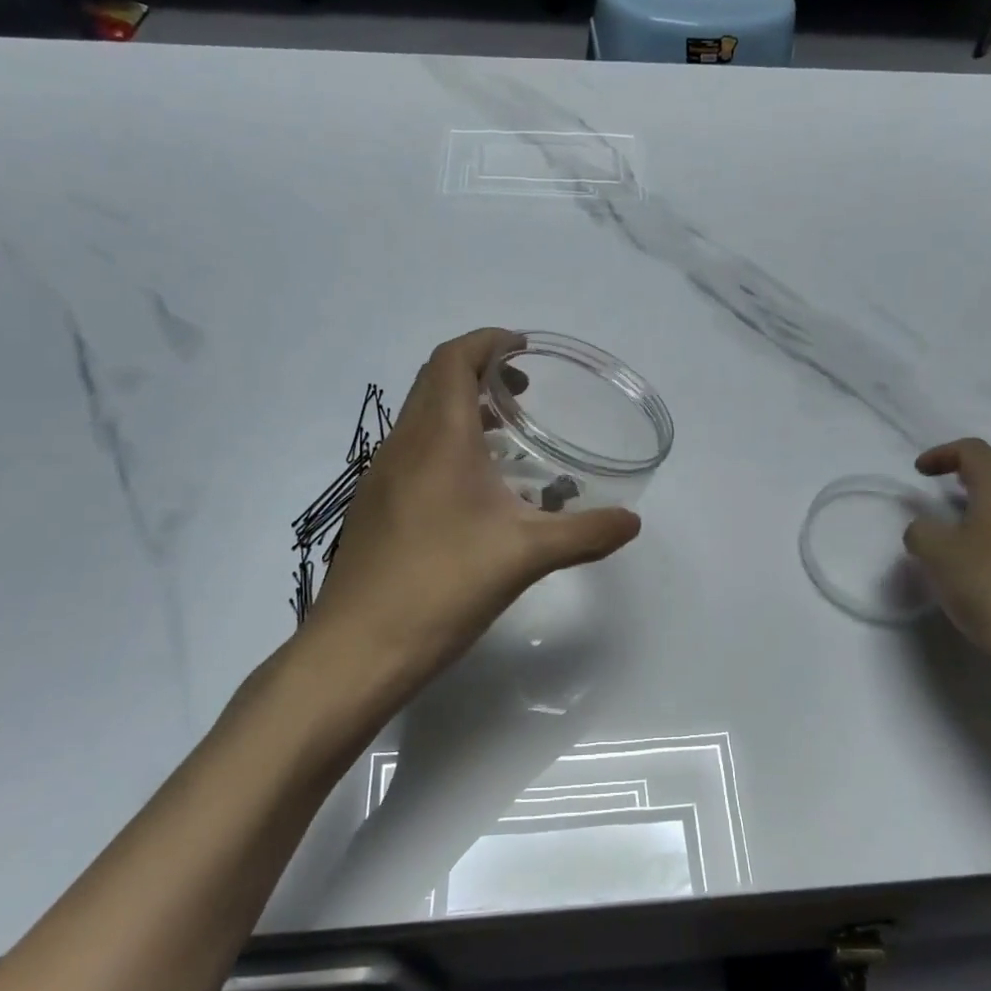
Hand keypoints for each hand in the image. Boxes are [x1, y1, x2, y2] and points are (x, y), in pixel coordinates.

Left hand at [308, 328, 641, 695]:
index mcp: (437, 439)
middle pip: (435, 382)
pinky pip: (414, 453)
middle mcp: (403, 446)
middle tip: (523, 393)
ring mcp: (382, 478)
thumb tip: (632, 522)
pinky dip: (446, 446)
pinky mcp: (376, 509)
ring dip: (461, 411)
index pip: (453, 360)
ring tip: (507, 438)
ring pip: (422, 420)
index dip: (488, 342)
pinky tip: (476, 493)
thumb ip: (585, 534)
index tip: (523, 349)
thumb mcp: (525, 556)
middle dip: (479, 372)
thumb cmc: (442, 586)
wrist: (358, 649)